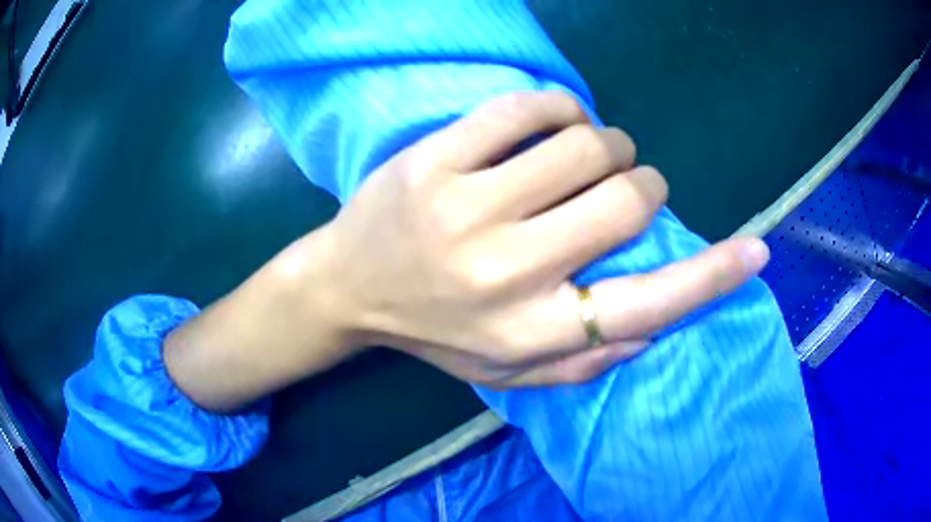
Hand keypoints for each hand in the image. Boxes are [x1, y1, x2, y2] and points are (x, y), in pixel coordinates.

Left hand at [317, 91, 770, 386]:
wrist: (345, 289)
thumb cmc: (432, 333)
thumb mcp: (506, 374)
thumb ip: (584, 363)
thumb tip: (657, 323)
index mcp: (531, 332)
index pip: (650, 304)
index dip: (714, 275)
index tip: (758, 250)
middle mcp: (507, 271)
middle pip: (627, 202)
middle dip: (644, 183)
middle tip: (626, 183)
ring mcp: (465, 207)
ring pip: (584, 145)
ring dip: (607, 142)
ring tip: (590, 153)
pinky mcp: (432, 160)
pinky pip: (524, 108)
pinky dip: (557, 107)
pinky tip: (551, 122)